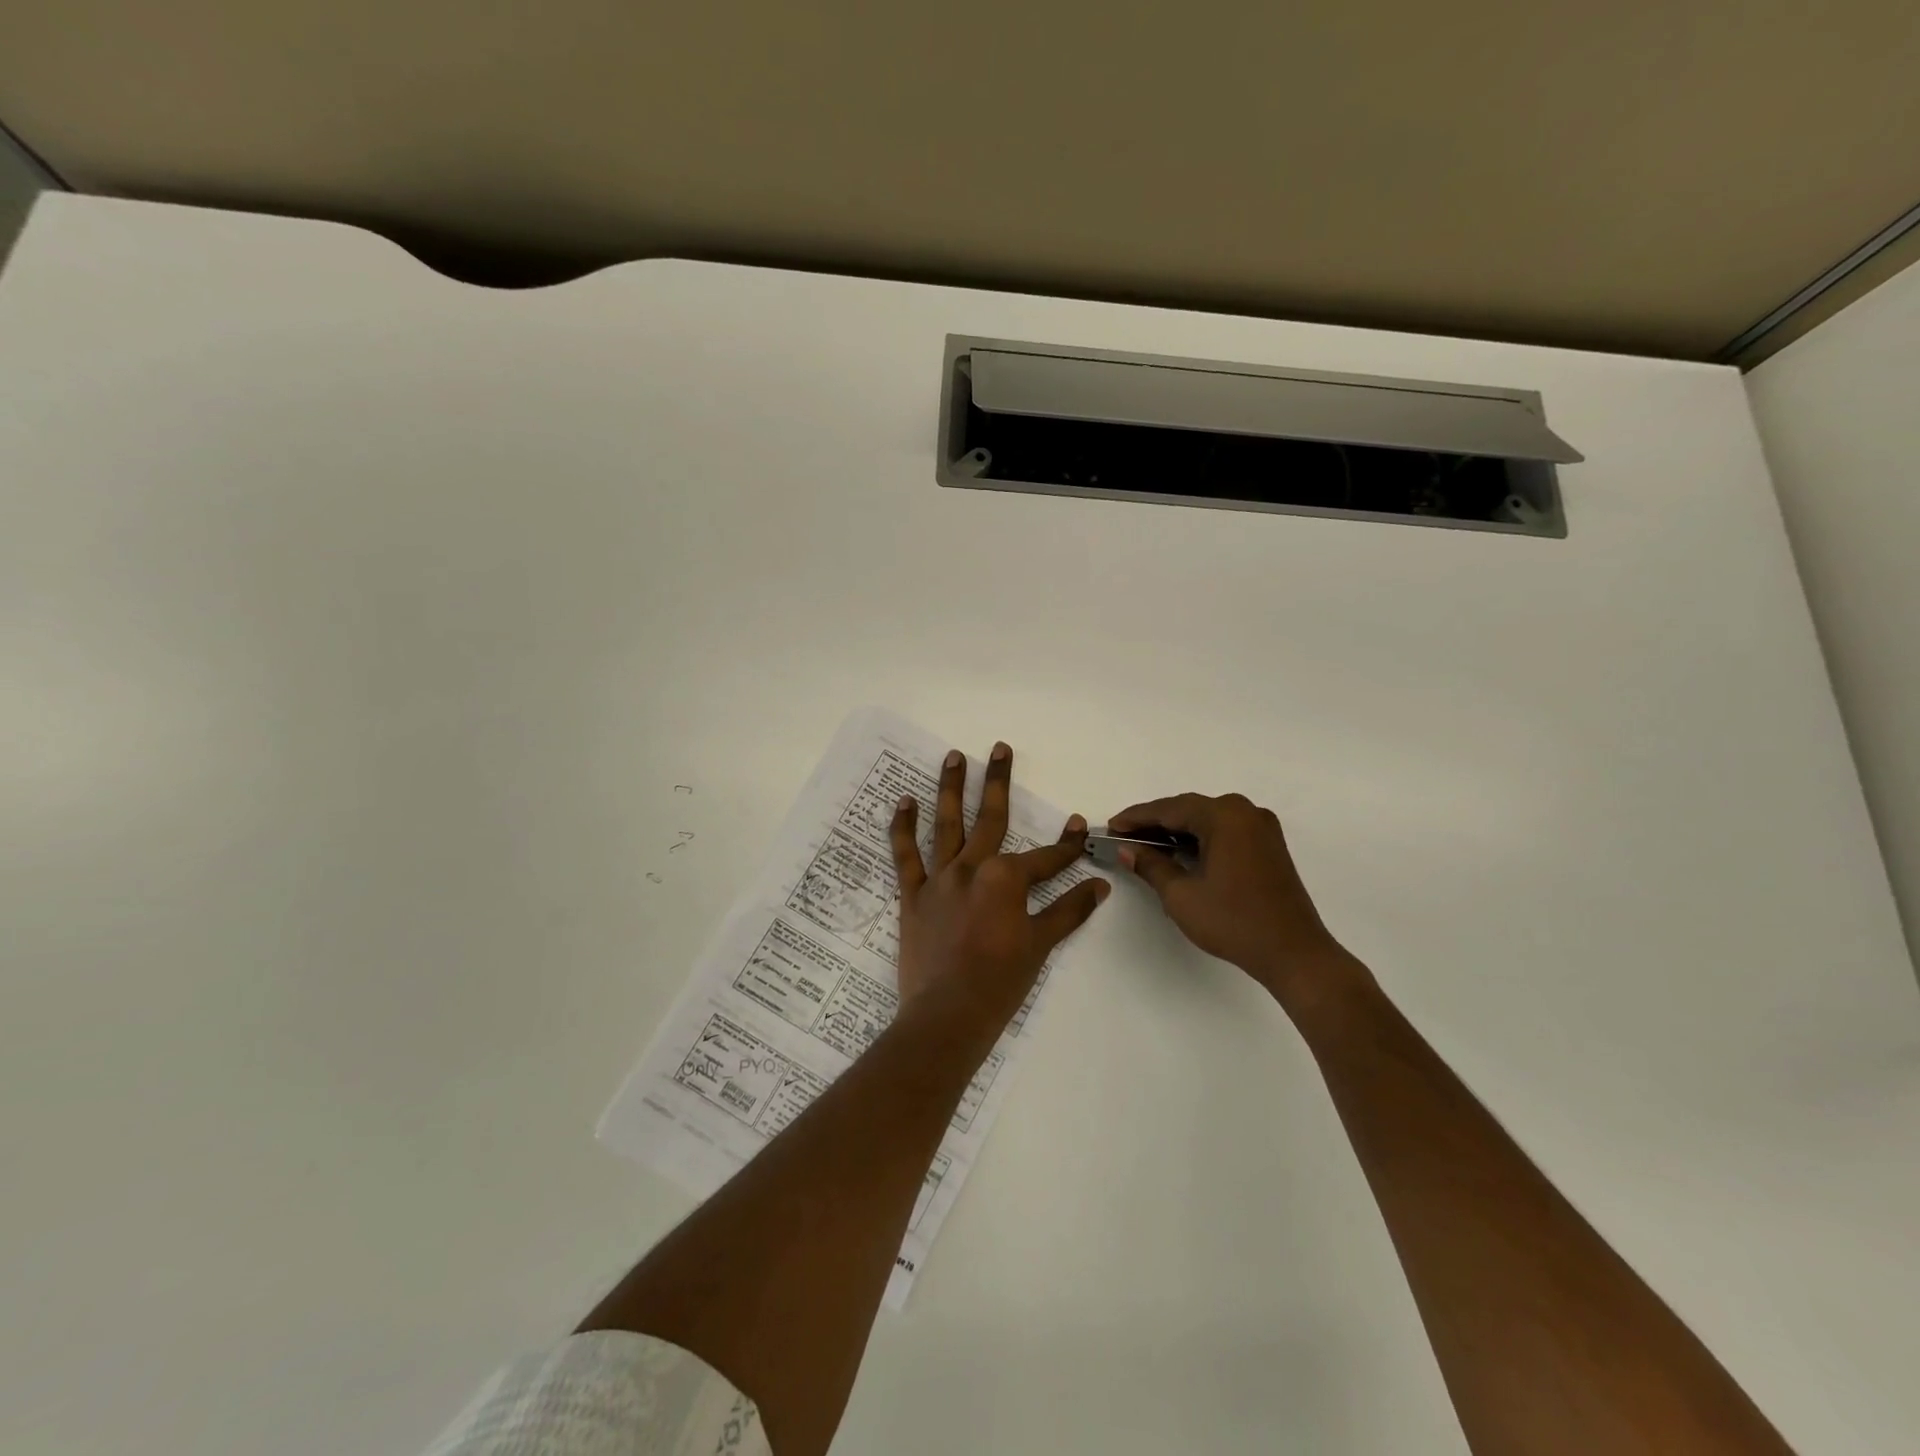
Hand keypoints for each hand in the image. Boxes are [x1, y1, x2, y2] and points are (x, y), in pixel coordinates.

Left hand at [890, 742, 1108, 1042]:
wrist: (948, 1015)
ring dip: (950, 788)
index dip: (1066, 844)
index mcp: (1006, 879)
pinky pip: (905, 855)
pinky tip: (902, 801)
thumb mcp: (1041, 945)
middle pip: (990, 818)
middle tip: (999, 747)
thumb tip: (1100, 887)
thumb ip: (1068, 911)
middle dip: (998, 781)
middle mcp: (972, 868)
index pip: (1046, 857)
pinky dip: (902, 828)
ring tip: (954, 756)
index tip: (1078, 824)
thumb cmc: (1000, 982)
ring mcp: (940, 879)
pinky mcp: (912, 895)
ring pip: (946, 824)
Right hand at [1109, 792, 1357, 1007]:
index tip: (1111, 827)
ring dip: (1177, 829)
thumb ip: (1151, 866)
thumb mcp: (1181, 895)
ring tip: (1147, 845)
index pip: (1169, 809)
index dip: (1136, 818)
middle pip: (1189, 809)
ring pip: (1208, 819)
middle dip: (1155, 822)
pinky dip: (1200, 837)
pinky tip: (1181, 852)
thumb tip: (1127, 850)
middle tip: (1125, 836)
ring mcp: (1261, 827)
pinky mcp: (1269, 845)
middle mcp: (1244, 811)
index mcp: (1224, 816)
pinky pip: (1225, 830)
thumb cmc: (1233, 922)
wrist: (1293, 952)